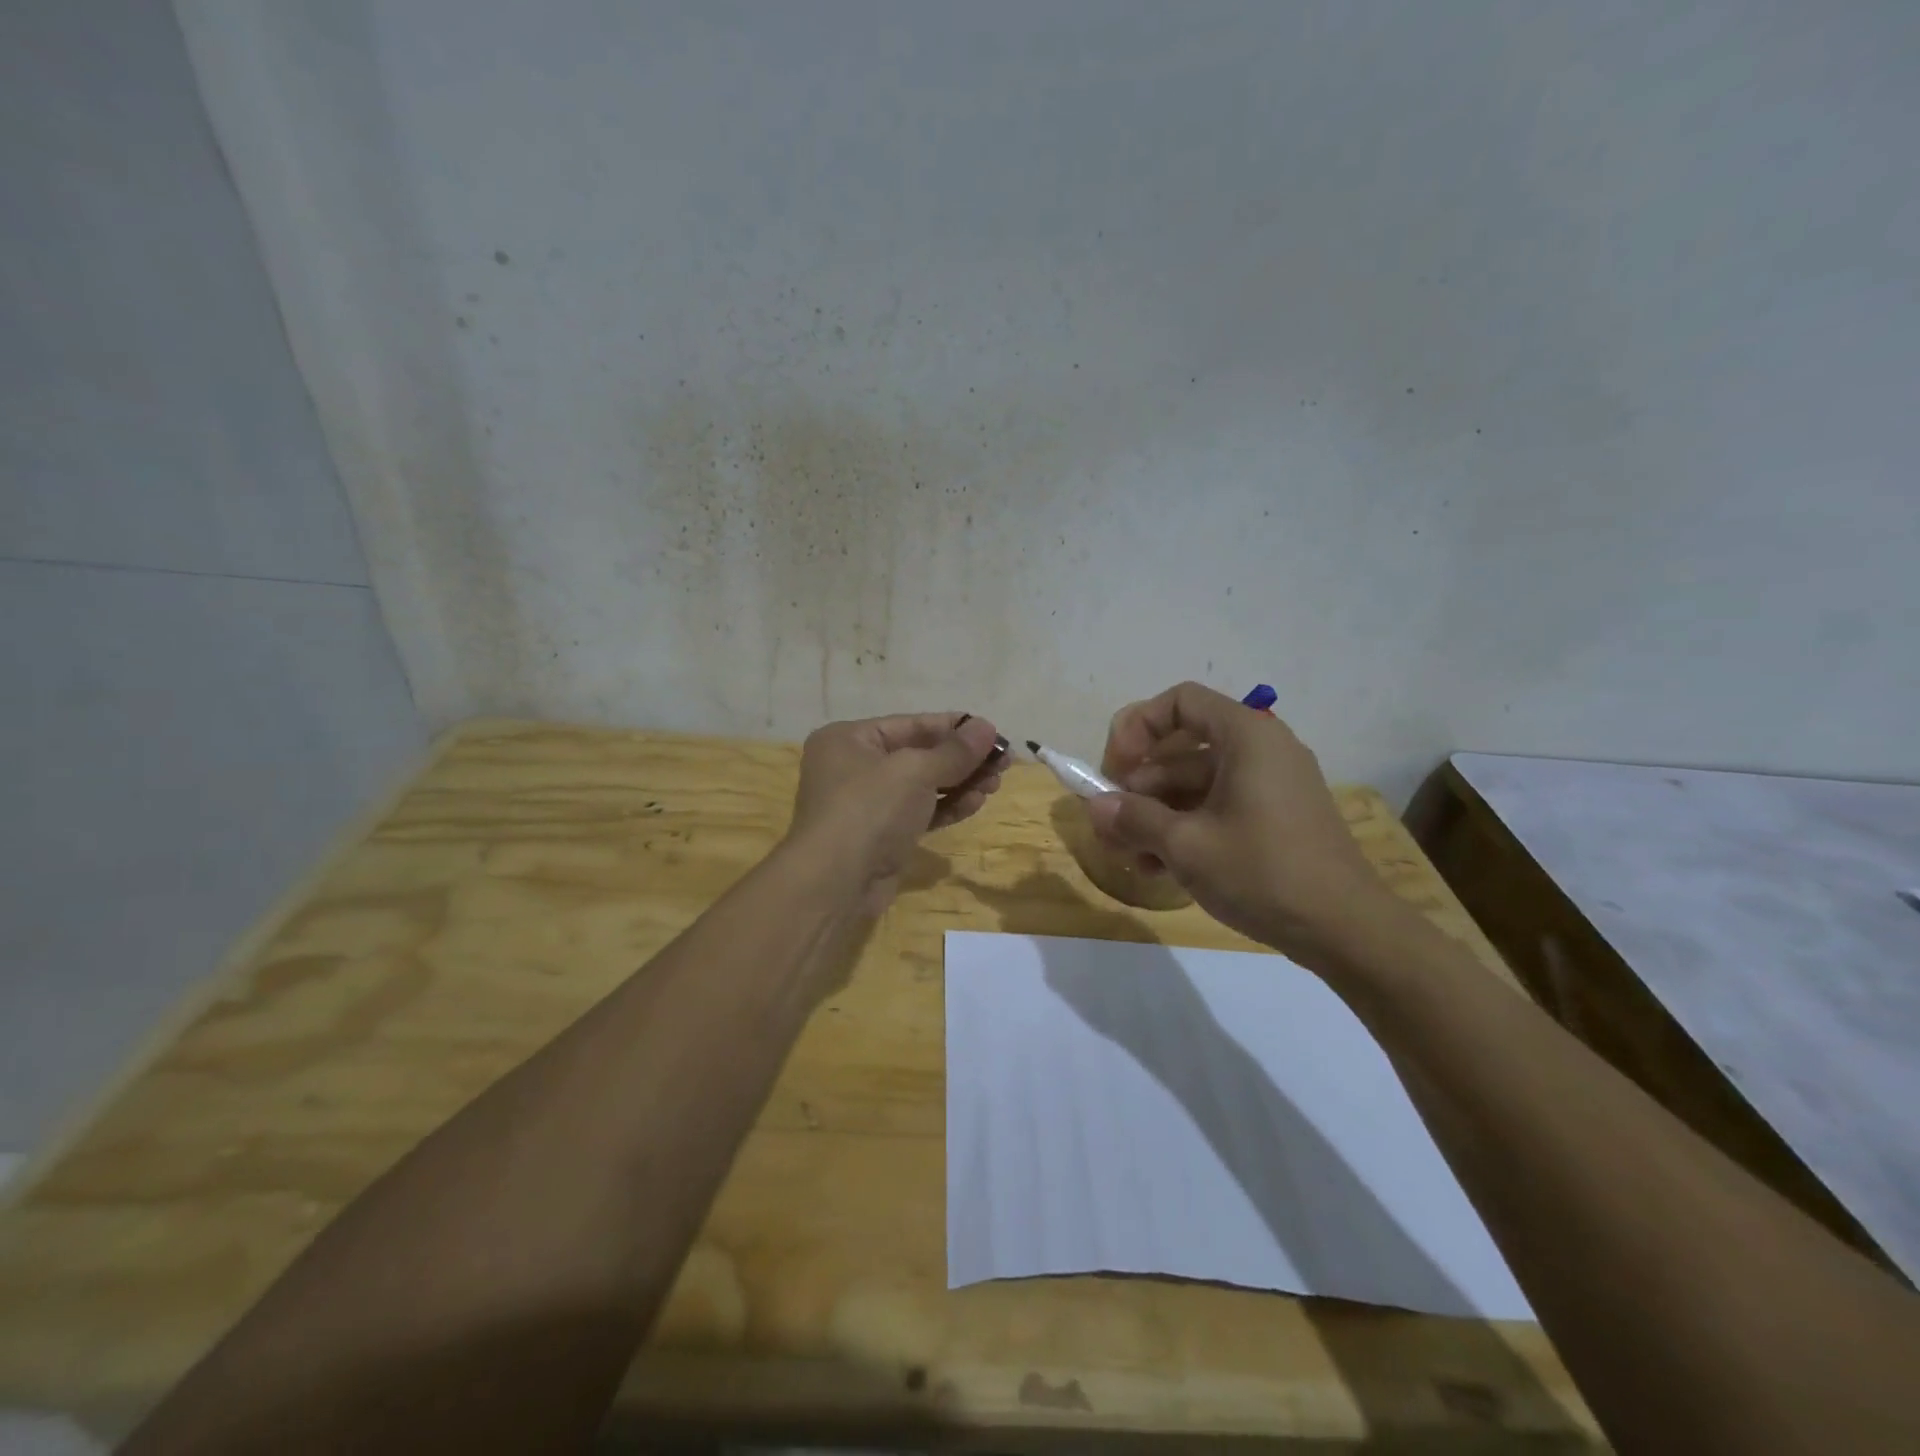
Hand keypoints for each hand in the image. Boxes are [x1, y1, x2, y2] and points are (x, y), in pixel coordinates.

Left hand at [787, 712, 1005, 914]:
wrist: (835, 884)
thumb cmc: (870, 810)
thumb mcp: (915, 771)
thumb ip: (955, 750)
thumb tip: (988, 727)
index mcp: (850, 739)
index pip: (912, 724)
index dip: (955, 727)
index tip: (994, 733)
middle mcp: (854, 766)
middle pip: (919, 754)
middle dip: (962, 759)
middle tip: (1003, 763)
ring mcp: (867, 803)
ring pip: (922, 785)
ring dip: (960, 783)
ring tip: (995, 785)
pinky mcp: (881, 835)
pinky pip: (919, 812)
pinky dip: (947, 807)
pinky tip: (976, 803)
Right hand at [1086, 682, 1395, 962]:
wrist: (1346, 930)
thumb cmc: (1262, 872)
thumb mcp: (1186, 845)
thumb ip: (1134, 818)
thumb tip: (1095, 805)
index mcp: (1246, 736)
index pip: (1179, 702)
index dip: (1137, 727)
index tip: (1115, 770)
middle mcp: (1260, 749)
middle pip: (1182, 748)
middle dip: (1139, 784)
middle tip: (1110, 823)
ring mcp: (1269, 785)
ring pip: (1195, 784)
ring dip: (1155, 813)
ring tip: (1128, 854)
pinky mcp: (1274, 818)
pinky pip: (1218, 807)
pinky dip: (1185, 828)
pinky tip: (1158, 868)